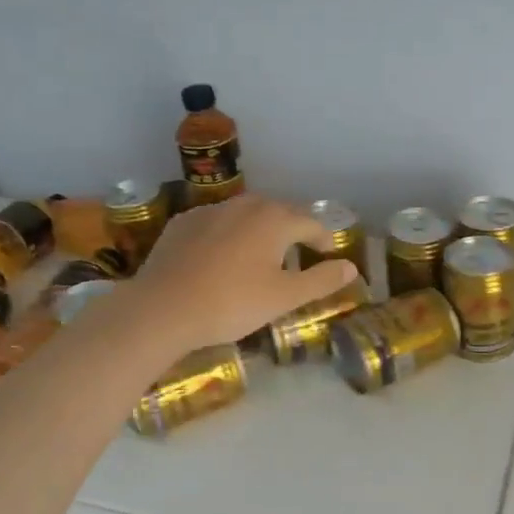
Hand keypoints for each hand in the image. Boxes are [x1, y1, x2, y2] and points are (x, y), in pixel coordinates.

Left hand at [119, 194, 358, 353]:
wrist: (162, 308)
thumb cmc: (232, 303)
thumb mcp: (284, 297)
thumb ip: (321, 280)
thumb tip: (352, 267)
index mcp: (275, 219)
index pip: (311, 223)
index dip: (324, 239)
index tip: (329, 255)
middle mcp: (245, 205)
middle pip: (279, 212)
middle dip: (293, 230)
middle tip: (299, 252)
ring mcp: (210, 211)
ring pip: (246, 215)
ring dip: (260, 230)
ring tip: (262, 254)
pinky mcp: (183, 223)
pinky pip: (217, 223)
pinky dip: (229, 235)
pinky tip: (223, 257)